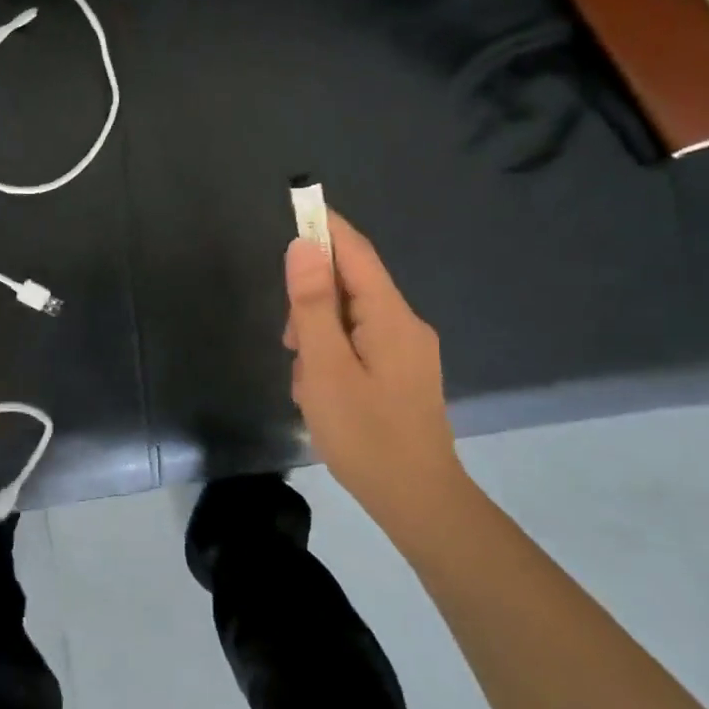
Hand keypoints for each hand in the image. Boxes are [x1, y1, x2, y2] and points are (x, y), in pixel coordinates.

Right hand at [283, 211, 469, 534]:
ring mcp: (407, 351)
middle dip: (312, 302)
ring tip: (306, 382)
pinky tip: (322, 393)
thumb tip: (304, 246)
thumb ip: (312, 306)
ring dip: (319, 336)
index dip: (325, 227)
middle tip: (290, 342)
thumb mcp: (326, 368)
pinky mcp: (402, 375)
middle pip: (352, 286)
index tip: (296, 206)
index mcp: (391, 317)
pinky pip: (359, 345)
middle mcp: (405, 325)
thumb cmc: (366, 435)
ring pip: (351, 319)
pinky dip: (333, 356)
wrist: (419, 502)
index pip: (356, 253)